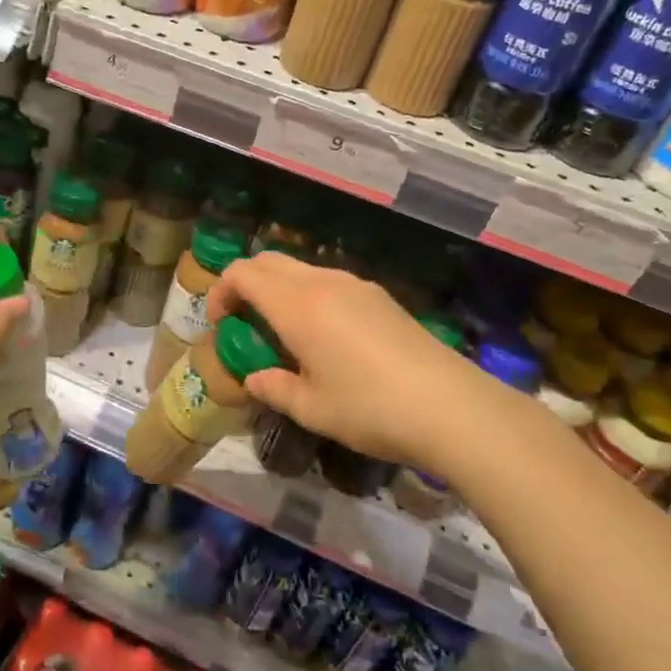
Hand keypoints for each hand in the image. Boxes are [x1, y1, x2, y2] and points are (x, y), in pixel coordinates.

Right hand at [206, 252, 478, 472]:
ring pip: (301, 269)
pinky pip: (329, 282)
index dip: (221, 291)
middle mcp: (323, 283)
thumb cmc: (370, 408)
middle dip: (246, 282)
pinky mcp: (380, 297)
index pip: (243, 273)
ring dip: (279, 288)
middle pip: (270, 261)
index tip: (219, 323)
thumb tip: (254, 378)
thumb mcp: (312, 408)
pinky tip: (324, 335)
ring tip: (282, 331)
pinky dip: (308, 295)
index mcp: (297, 305)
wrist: (451, 406)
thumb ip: (274, 388)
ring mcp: (356, 285)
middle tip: (242, 320)